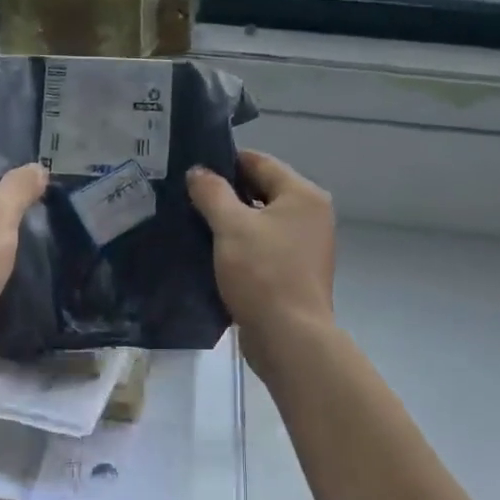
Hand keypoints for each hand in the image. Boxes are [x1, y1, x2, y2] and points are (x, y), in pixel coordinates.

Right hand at [186, 150, 335, 363]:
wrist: (289, 338)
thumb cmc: (263, 274)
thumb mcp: (231, 227)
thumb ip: (212, 193)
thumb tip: (198, 171)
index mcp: (303, 195)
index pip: (260, 162)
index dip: (225, 162)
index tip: (192, 170)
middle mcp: (311, 215)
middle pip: (263, 190)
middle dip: (226, 193)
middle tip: (187, 196)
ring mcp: (306, 246)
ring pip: (261, 221)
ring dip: (232, 221)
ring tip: (194, 222)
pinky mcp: (295, 272)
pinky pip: (264, 246)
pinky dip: (241, 245)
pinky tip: (212, 251)